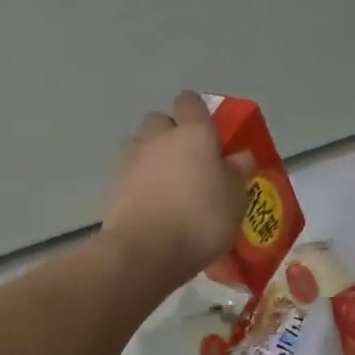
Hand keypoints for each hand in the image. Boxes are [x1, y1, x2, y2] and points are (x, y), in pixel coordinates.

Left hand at [101, 91, 251, 289]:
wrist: (145, 252)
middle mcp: (159, 137)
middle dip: (171, 133)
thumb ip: (237, 172)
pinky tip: (152, 204)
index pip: (190, 102)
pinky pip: (130, 172)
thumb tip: (240, 155)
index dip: (198, 112)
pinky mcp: (114, 184)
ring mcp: (132, 159)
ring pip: (142, 144)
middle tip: (189, 160)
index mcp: (194, 133)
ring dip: (153, 156)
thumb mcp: (236, 200)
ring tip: (168, 184)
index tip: (209, 132)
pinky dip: (139, 181)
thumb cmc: (200, 220)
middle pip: (161, 120)